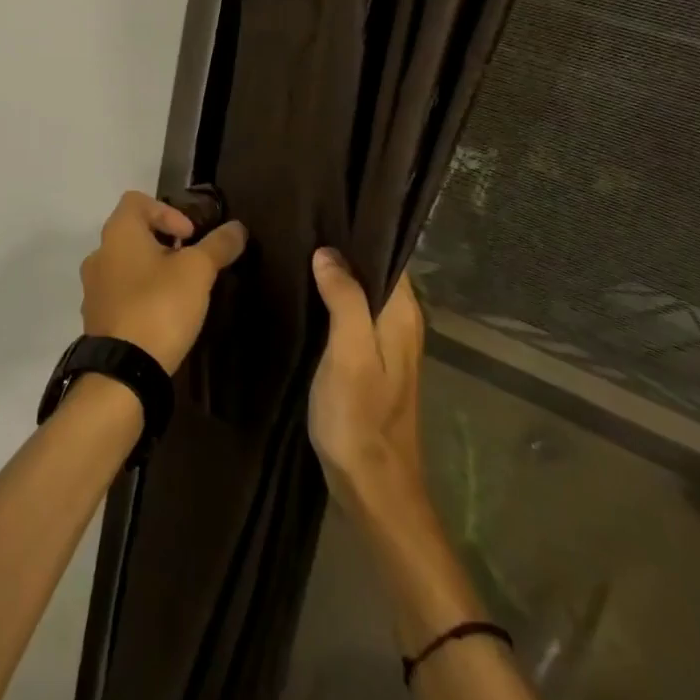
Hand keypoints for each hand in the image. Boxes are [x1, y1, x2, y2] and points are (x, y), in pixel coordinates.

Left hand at [79, 191, 247, 373]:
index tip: (190, 237)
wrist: (123, 371)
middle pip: (133, 232)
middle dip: (164, 243)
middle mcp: (99, 253)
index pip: (137, 201)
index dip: (168, 211)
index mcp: (118, 232)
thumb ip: (218, 245)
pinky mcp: (96, 317)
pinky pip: (120, 293)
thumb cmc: (159, 306)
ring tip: (179, 292)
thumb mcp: (198, 271)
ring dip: (152, 270)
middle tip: (190, 264)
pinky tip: (162, 315)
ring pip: (126, 264)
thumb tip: (237, 227)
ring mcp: (93, 287)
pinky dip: (140, 295)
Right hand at [307, 250, 426, 510]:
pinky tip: (305, 293)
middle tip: (300, 227)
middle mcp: (401, 322)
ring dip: (336, 275)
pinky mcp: (370, 360)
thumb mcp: (349, 355)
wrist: (373, 488)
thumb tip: (328, 253)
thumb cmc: (360, 418)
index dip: (359, 232)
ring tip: (297, 251)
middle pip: (375, 270)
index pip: (388, 255)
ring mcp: (387, 343)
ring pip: (363, 291)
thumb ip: (344, 301)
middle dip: (343, 249)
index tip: (323, 211)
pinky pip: (354, 313)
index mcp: (402, 315)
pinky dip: (333, 299)